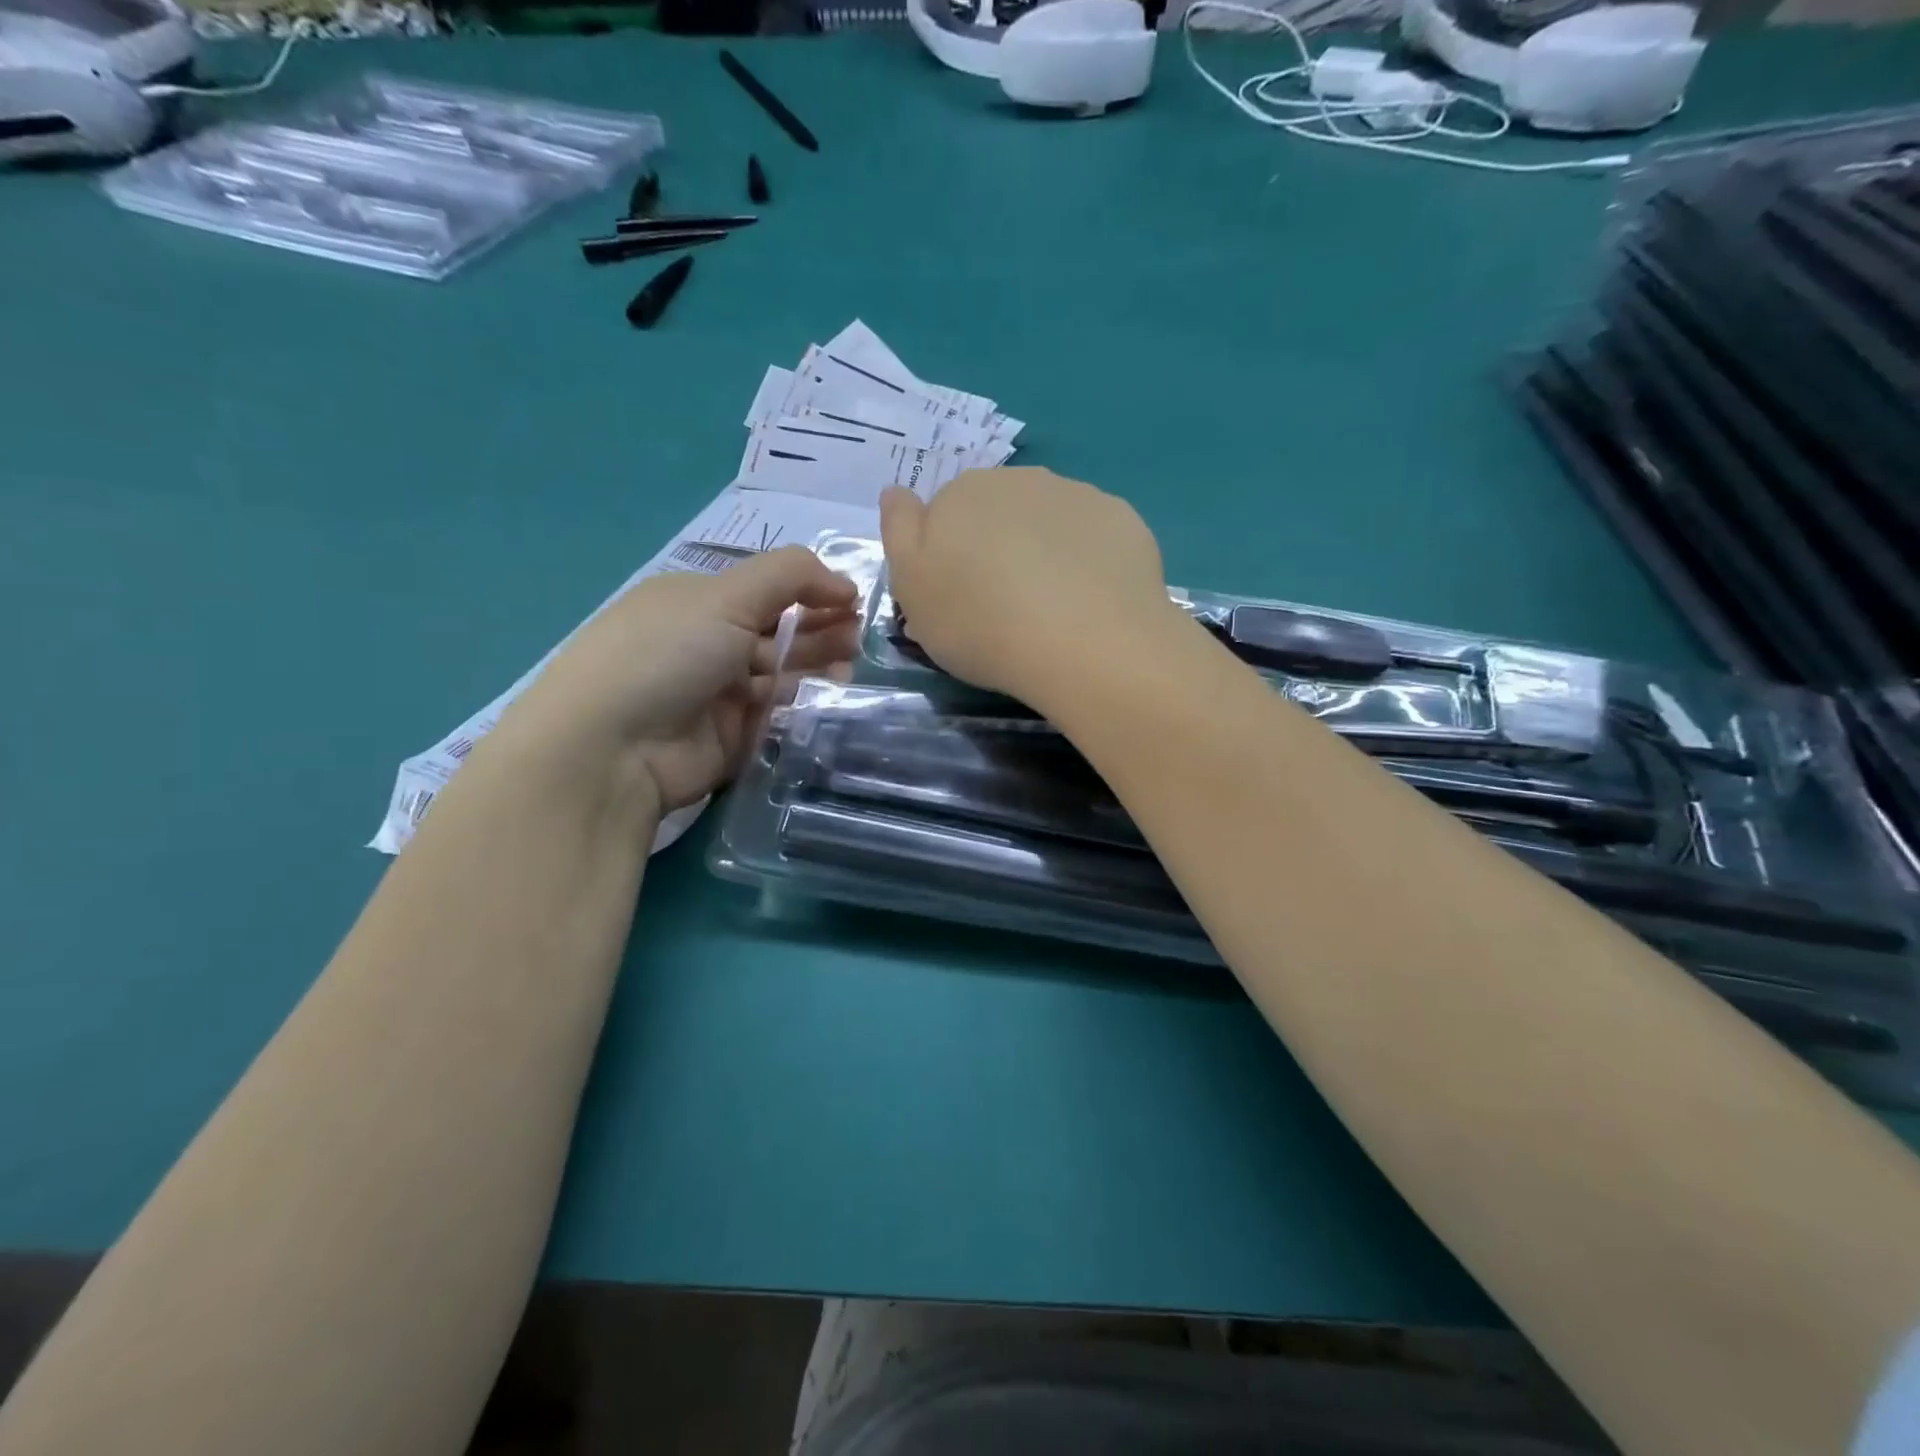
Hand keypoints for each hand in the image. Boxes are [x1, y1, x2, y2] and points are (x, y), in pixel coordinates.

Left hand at [494, 546, 858, 819]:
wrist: (613, 749)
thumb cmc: (666, 655)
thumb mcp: (725, 597)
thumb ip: (790, 576)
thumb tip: (844, 582)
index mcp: (699, 600)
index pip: (768, 589)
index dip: (812, 590)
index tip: (853, 600)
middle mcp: (709, 643)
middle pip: (779, 631)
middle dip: (821, 628)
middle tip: (859, 637)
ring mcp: (720, 693)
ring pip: (783, 673)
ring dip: (818, 666)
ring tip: (851, 667)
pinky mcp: (732, 736)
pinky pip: (777, 715)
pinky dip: (804, 705)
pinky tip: (831, 698)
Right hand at [880, 468, 1175, 703]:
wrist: (1083, 645)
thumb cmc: (981, 625)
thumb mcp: (912, 590)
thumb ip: (899, 532)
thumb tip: (897, 490)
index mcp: (962, 493)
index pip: (947, 514)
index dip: (950, 555)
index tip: (961, 597)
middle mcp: (1020, 479)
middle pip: (1000, 511)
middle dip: (998, 547)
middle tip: (1004, 606)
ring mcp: (1078, 494)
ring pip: (1050, 520)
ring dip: (1045, 551)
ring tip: (1052, 608)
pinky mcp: (1123, 519)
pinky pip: (1094, 536)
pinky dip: (1088, 560)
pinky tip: (1090, 600)